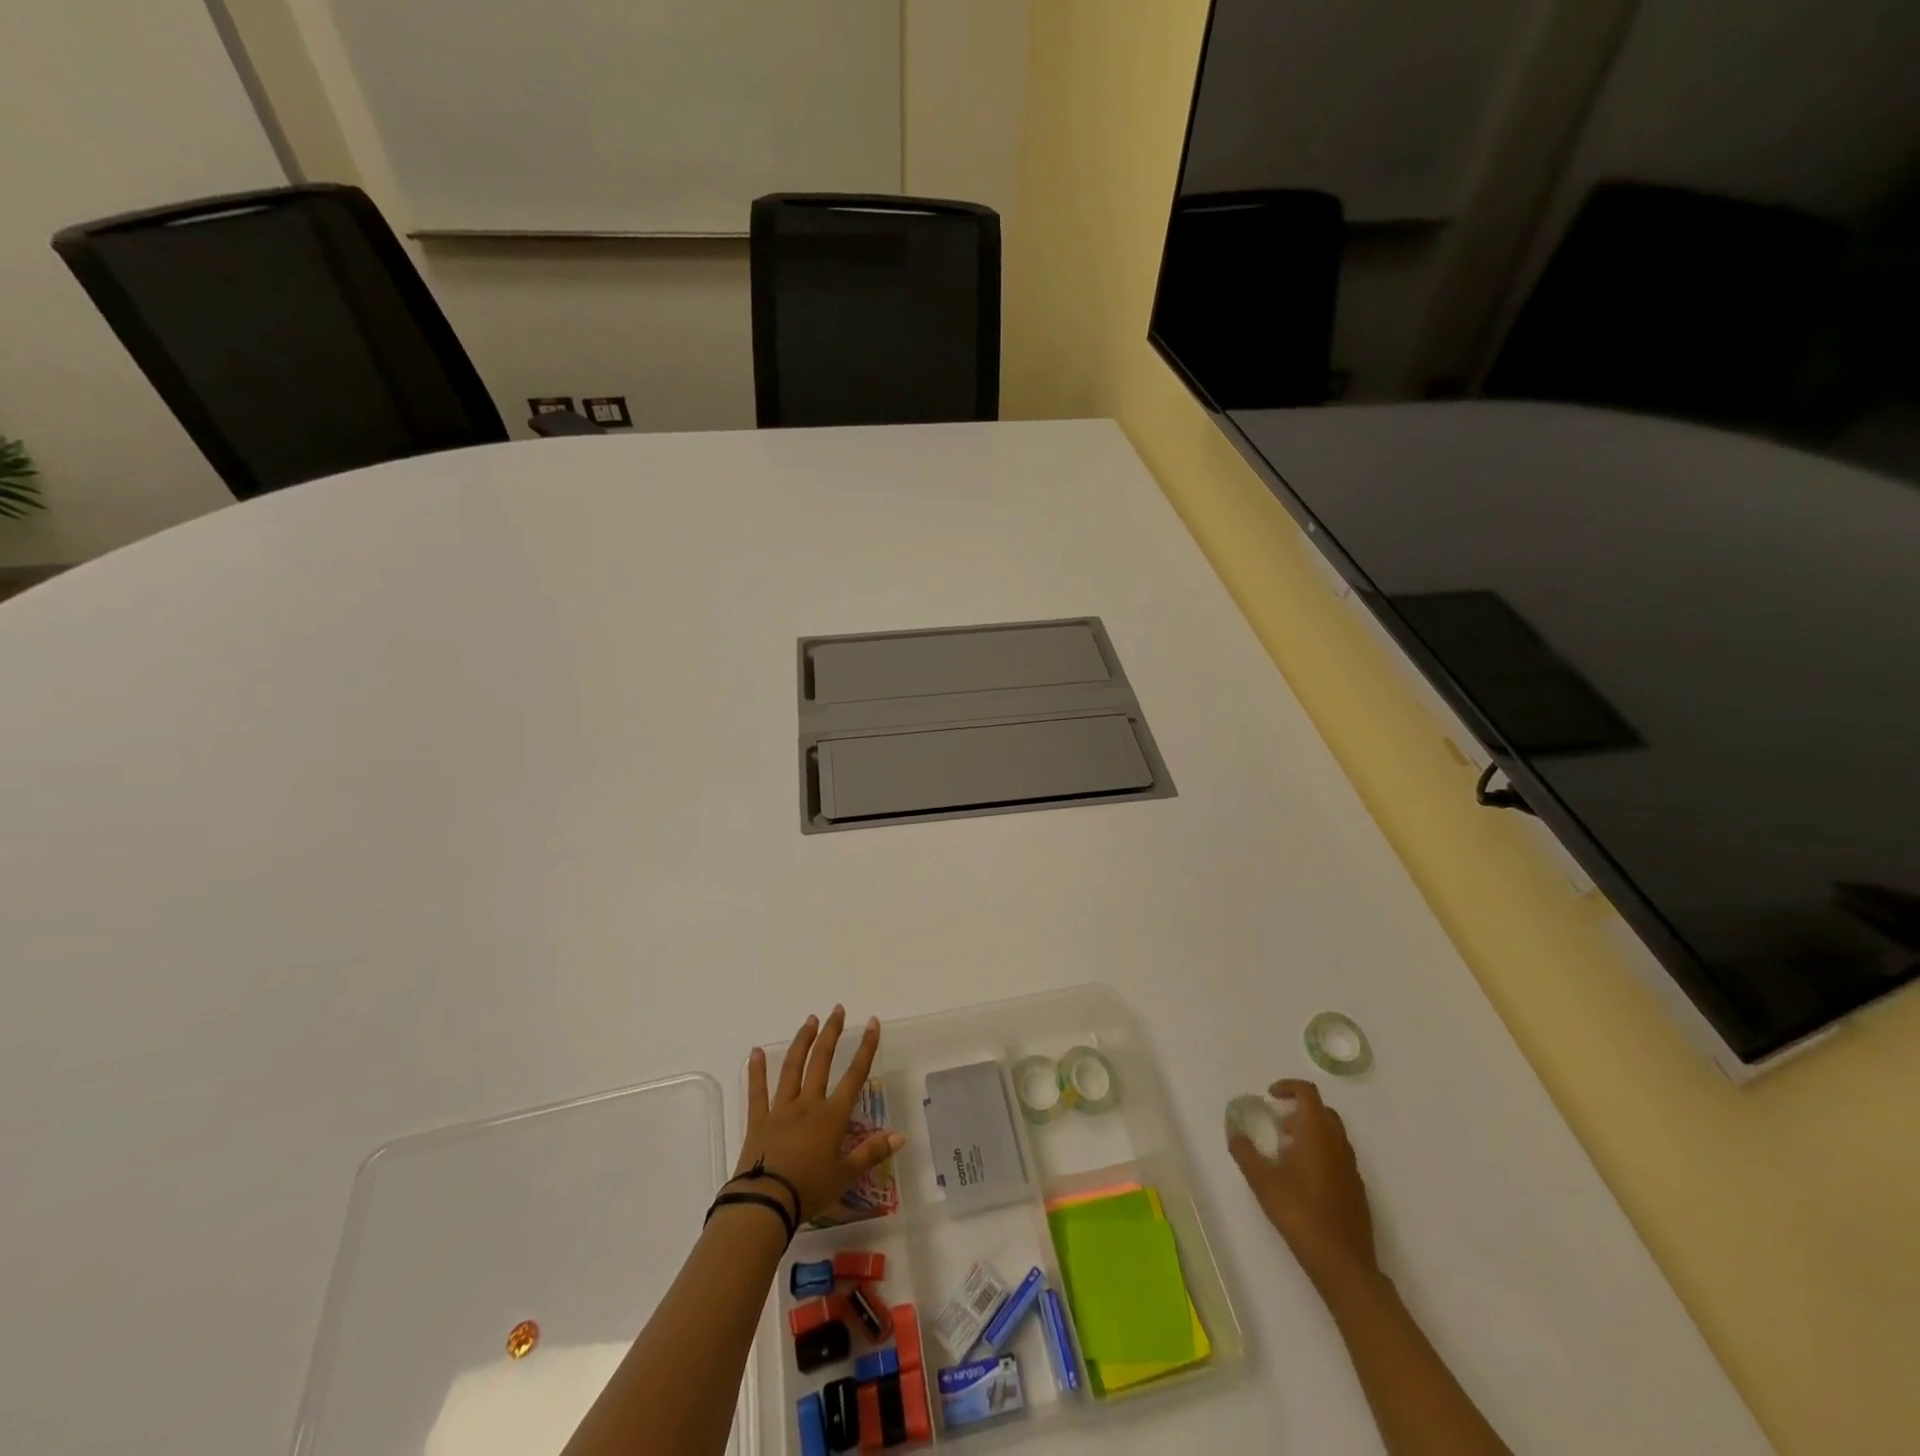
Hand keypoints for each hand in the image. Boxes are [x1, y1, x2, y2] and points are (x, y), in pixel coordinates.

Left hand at [735, 1006, 905, 1223]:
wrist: (765, 1203)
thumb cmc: (809, 1190)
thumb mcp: (845, 1176)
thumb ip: (872, 1152)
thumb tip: (901, 1136)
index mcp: (832, 1116)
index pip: (855, 1075)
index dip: (866, 1048)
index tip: (872, 1023)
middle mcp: (808, 1104)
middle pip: (821, 1061)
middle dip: (832, 1033)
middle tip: (837, 1010)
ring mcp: (781, 1109)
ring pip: (792, 1068)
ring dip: (802, 1042)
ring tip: (810, 1020)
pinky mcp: (758, 1121)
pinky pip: (757, 1092)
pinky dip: (756, 1071)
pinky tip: (755, 1051)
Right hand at [1228, 1078, 1378, 1292]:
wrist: (1344, 1264)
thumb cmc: (1300, 1214)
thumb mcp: (1262, 1181)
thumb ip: (1244, 1152)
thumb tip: (1234, 1131)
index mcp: (1317, 1135)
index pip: (1308, 1093)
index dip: (1288, 1087)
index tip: (1270, 1096)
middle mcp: (1338, 1145)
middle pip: (1323, 1111)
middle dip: (1300, 1110)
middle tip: (1278, 1124)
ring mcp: (1352, 1168)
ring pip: (1333, 1135)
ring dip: (1311, 1132)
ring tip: (1287, 1152)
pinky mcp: (1357, 1190)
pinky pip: (1339, 1157)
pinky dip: (1321, 1153)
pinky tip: (1305, 1180)